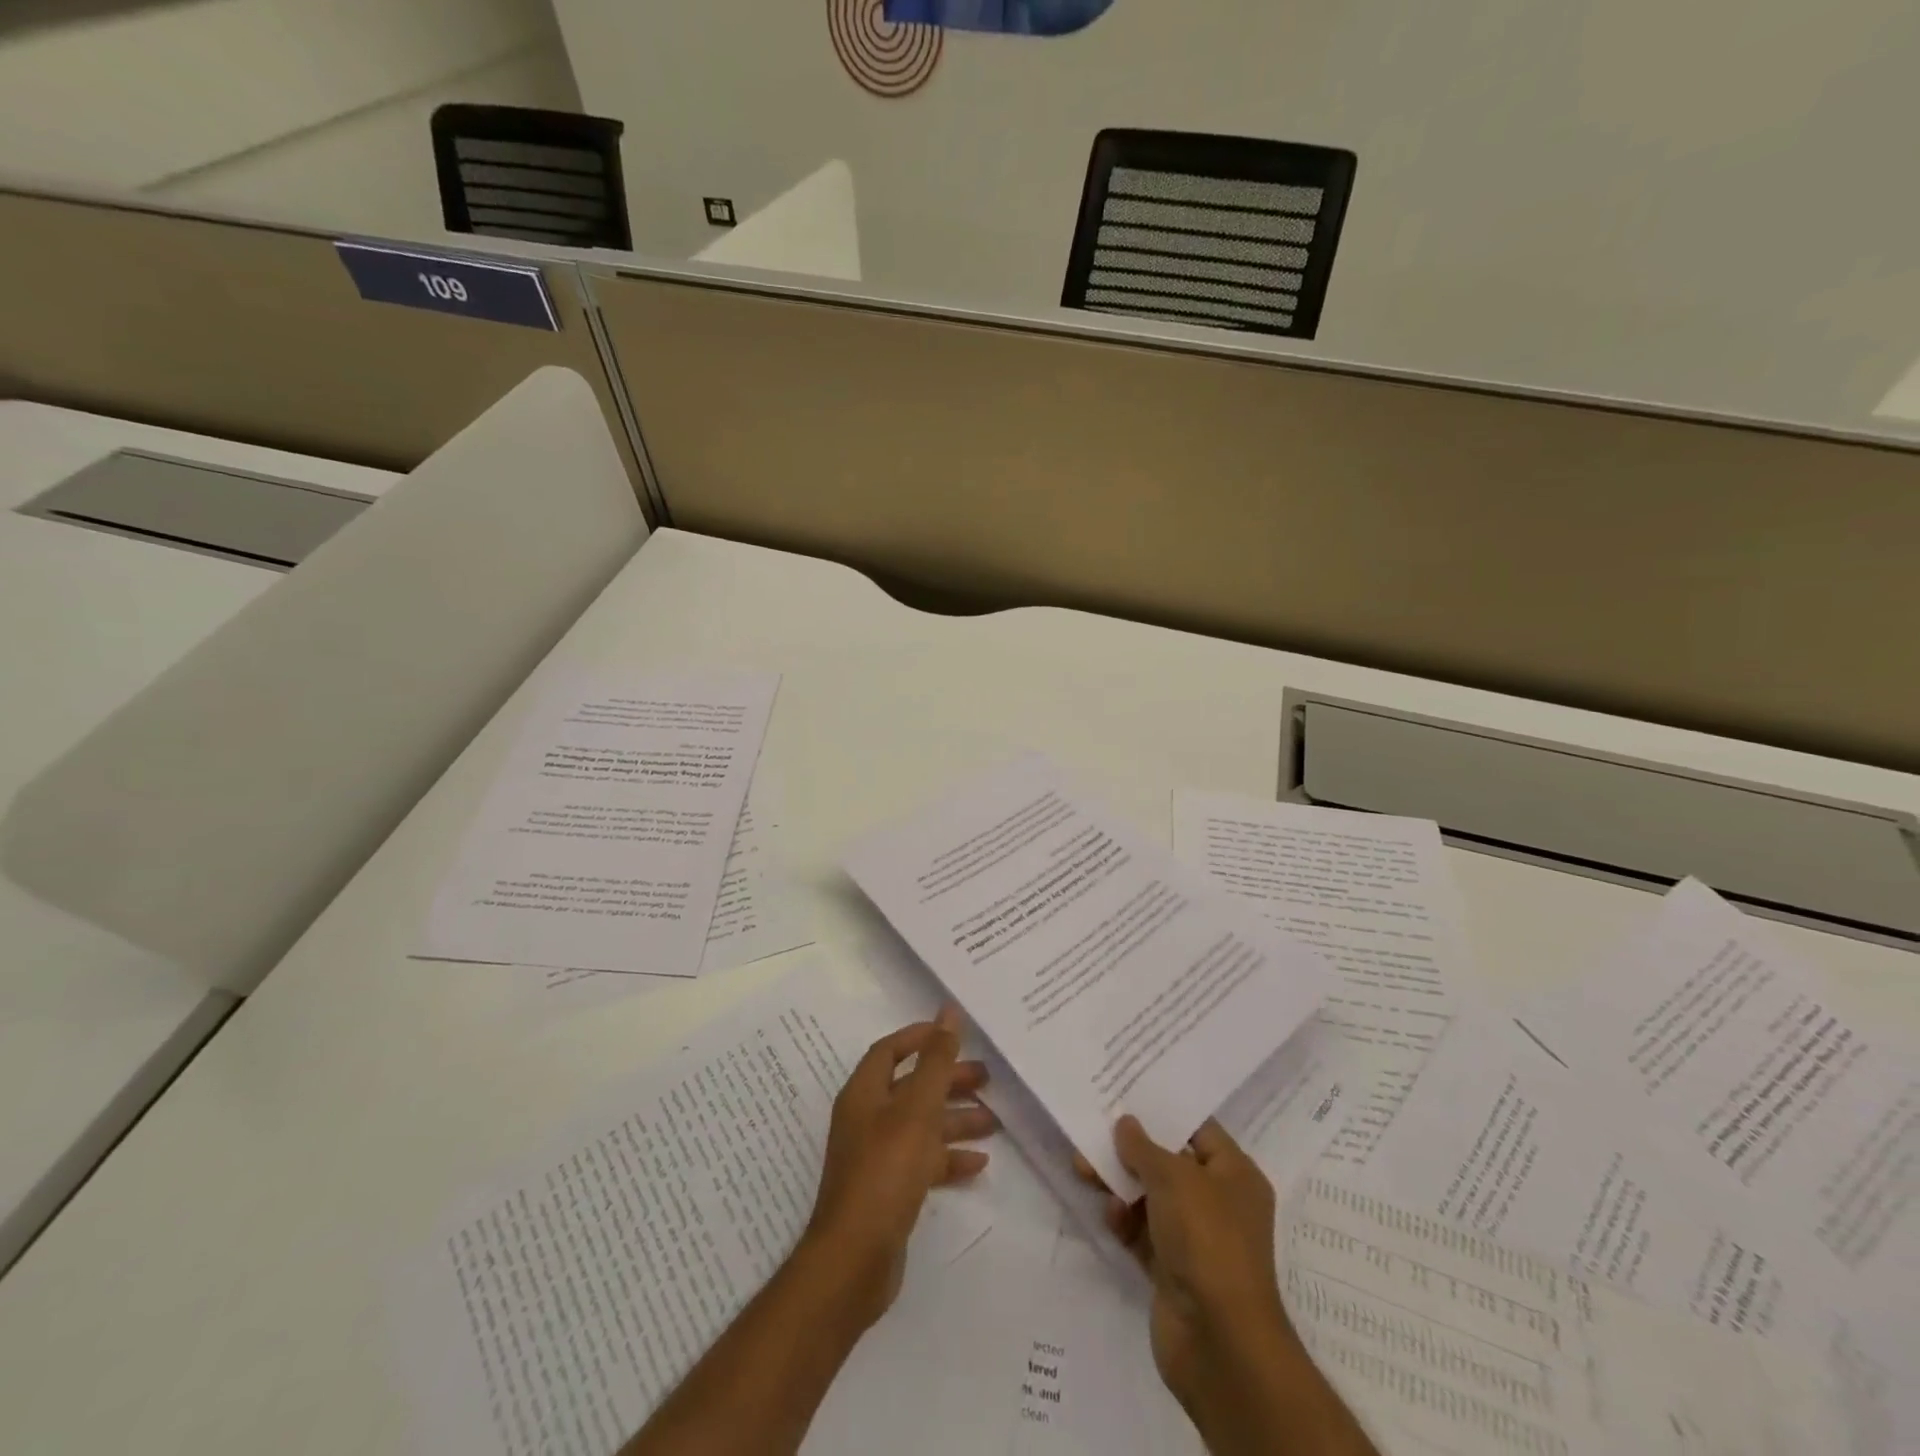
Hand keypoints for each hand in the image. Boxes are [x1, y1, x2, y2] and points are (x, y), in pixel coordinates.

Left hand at [802, 1006, 995, 1330]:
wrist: (854, 1261)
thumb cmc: (885, 1172)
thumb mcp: (916, 1110)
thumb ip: (936, 1061)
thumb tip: (948, 1012)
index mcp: (864, 1093)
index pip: (890, 1050)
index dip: (919, 1038)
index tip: (954, 1034)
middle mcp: (867, 1119)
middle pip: (910, 1087)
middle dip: (947, 1080)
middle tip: (987, 1077)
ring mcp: (876, 1156)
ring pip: (921, 1125)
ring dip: (955, 1119)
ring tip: (994, 1120)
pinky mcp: (888, 1189)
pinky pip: (922, 1160)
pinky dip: (948, 1157)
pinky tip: (978, 1163)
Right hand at [1079, 1118, 1291, 1409]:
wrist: (1219, 1341)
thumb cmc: (1207, 1239)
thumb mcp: (1174, 1178)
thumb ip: (1144, 1147)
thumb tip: (1126, 1124)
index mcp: (1235, 1175)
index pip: (1198, 1129)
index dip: (1164, 1111)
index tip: (1126, 1092)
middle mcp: (1219, 1203)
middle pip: (1169, 1163)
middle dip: (1131, 1149)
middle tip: (1093, 1129)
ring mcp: (1196, 1239)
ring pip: (1151, 1198)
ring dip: (1120, 1184)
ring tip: (1084, 1168)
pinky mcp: (1173, 1270)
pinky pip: (1142, 1233)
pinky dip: (1124, 1221)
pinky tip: (1108, 1214)